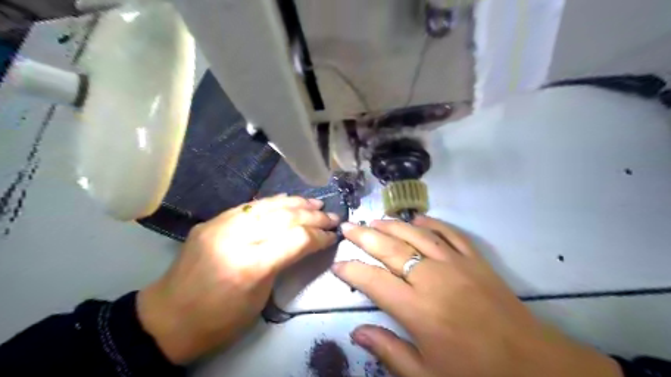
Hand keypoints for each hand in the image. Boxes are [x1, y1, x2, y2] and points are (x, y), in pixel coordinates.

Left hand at [135, 196, 337, 363]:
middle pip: (284, 217)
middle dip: (313, 216)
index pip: (296, 239)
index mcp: (250, 265)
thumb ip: (283, 262)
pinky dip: (273, 201)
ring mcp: (221, 225)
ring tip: (316, 203)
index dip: (319, 235)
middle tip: (332, 216)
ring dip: (297, 203)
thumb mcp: (260, 297)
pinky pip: (250, 205)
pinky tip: (288, 200)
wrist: (167, 318)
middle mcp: (235, 238)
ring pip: (268, 205)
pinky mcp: (213, 220)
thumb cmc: (220, 319)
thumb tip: (307, 241)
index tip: (333, 235)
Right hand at [333, 217, 620, 376]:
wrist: (534, 366)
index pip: (372, 281)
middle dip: (364, 236)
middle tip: (347, 226)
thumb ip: (388, 351)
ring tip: (373, 219)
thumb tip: (356, 332)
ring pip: (415, 235)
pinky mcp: (475, 260)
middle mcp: (432, 279)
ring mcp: (456, 264)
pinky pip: (449, 233)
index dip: (351, 270)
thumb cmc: (476, 374)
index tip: (337, 264)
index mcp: (417, 310)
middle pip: (390, 248)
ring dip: (392, 225)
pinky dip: (431, 223)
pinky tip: (417, 219)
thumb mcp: (426, 376)